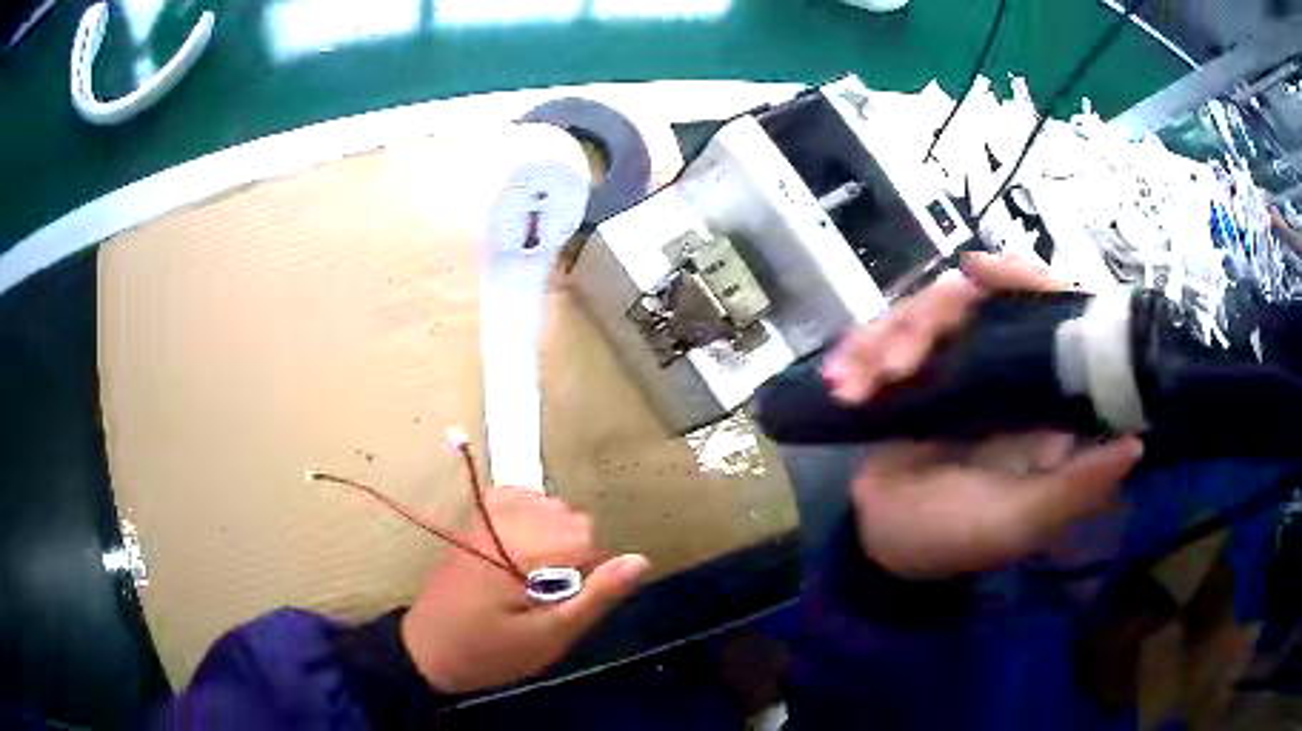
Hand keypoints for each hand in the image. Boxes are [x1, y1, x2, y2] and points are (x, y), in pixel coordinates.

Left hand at [401, 486, 649, 692]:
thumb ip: (596, 595)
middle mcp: (508, 521)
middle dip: (573, 553)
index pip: (587, 536)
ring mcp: (486, 517)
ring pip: (547, 505)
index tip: (569, 602)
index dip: (590, 572)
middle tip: (550, 596)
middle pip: (569, 517)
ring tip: (534, 578)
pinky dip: (529, 517)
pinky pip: (515, 498)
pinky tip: (522, 549)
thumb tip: (640, 559)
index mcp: (526, 550)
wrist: (427, 649)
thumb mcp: (549, 636)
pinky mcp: (474, 521)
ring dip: (553, 537)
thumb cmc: (491, 652)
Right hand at [823, 252, 1142, 577]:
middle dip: (928, 322)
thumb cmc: (956, 539)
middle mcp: (1006, 372)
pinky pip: (890, 339)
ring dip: (885, 342)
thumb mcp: (1018, 523)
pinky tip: (840, 379)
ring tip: (854, 388)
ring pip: (925, 316)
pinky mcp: (915, 375)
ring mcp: (957, 369)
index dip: (1020, 279)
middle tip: (895, 367)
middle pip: (975, 303)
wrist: (884, 546)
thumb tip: (1136, 443)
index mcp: (1043, 399)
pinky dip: (861, 352)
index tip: (975, 270)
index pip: (1048, 314)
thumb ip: (1073, 490)